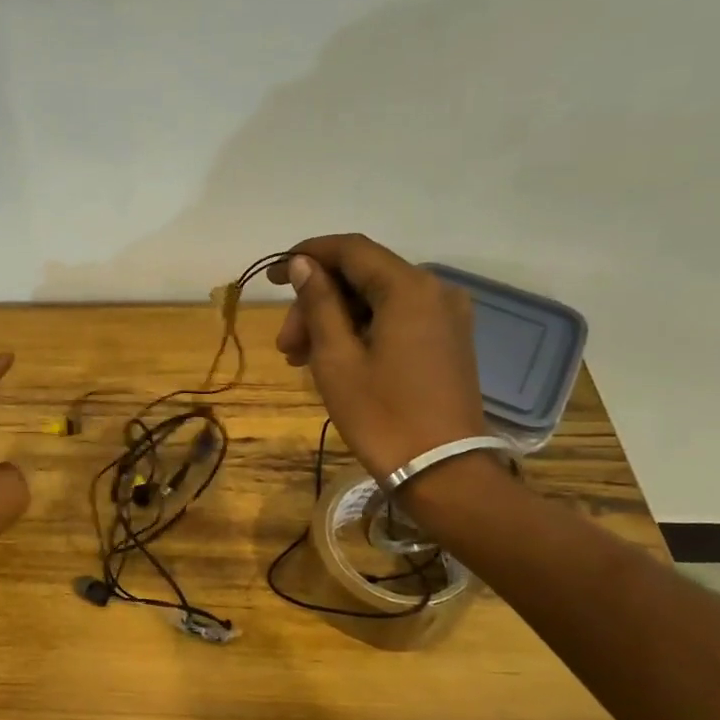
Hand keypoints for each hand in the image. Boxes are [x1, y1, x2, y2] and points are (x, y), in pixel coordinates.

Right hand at [267, 234, 486, 484]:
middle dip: (317, 303)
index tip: (272, 276)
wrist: (442, 470)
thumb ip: (320, 303)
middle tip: (285, 345)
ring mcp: (446, 316)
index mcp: (409, 288)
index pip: (351, 249)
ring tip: (300, 360)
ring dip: (335, 321)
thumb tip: (305, 265)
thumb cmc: (382, 414)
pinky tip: (334, 360)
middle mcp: (435, 290)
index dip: (308, 255)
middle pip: (362, 278)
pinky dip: (361, 331)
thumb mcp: (337, 358)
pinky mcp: (447, 340)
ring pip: (377, 301)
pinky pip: (396, 319)